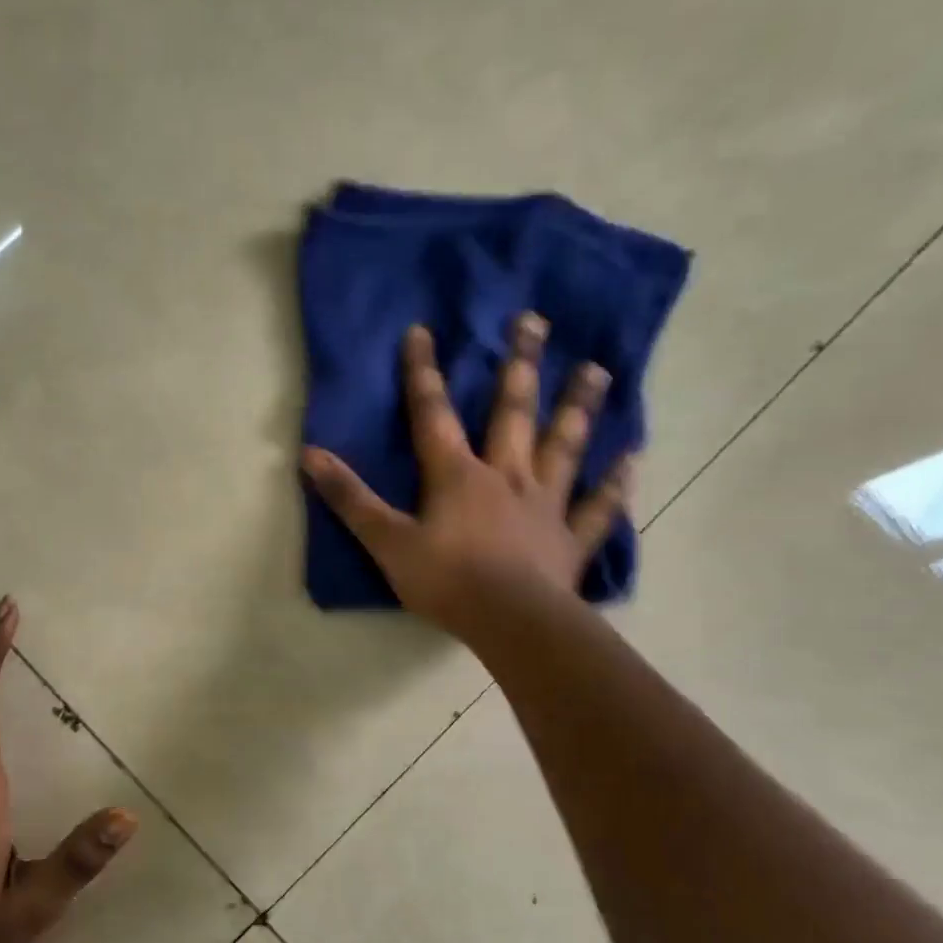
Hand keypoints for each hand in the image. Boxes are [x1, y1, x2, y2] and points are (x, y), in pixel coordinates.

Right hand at [301, 314, 634, 651]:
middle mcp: (506, 477)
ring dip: (578, 408)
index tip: (422, 330)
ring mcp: (545, 505)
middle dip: (519, 366)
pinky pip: (598, 507)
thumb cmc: (446, 581)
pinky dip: (615, 484)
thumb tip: (310, 456)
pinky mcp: (571, 539)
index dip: (423, 374)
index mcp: (457, 476)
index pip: (433, 415)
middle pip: (512, 413)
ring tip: (597, 370)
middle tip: (535, 321)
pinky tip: (632, 458)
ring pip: (563, 447)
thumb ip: (350, 499)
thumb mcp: (386, 542)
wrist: (510, 622)